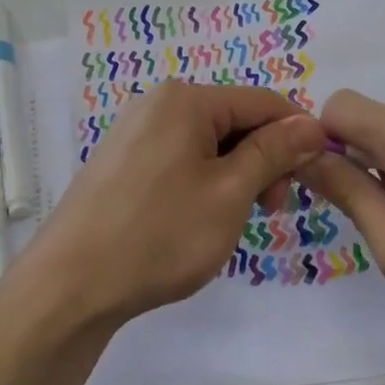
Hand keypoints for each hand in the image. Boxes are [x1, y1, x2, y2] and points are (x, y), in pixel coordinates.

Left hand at [32, 81, 326, 322]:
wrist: (70, 285)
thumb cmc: (159, 235)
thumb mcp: (229, 193)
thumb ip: (273, 153)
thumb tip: (312, 124)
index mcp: (185, 99)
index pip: (263, 102)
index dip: (297, 135)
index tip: (314, 177)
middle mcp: (157, 103)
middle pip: (234, 119)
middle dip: (263, 159)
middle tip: (270, 210)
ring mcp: (134, 131)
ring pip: (208, 142)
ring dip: (235, 174)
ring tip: (234, 220)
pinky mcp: (121, 160)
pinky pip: (179, 157)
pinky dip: (204, 181)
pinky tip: (200, 218)